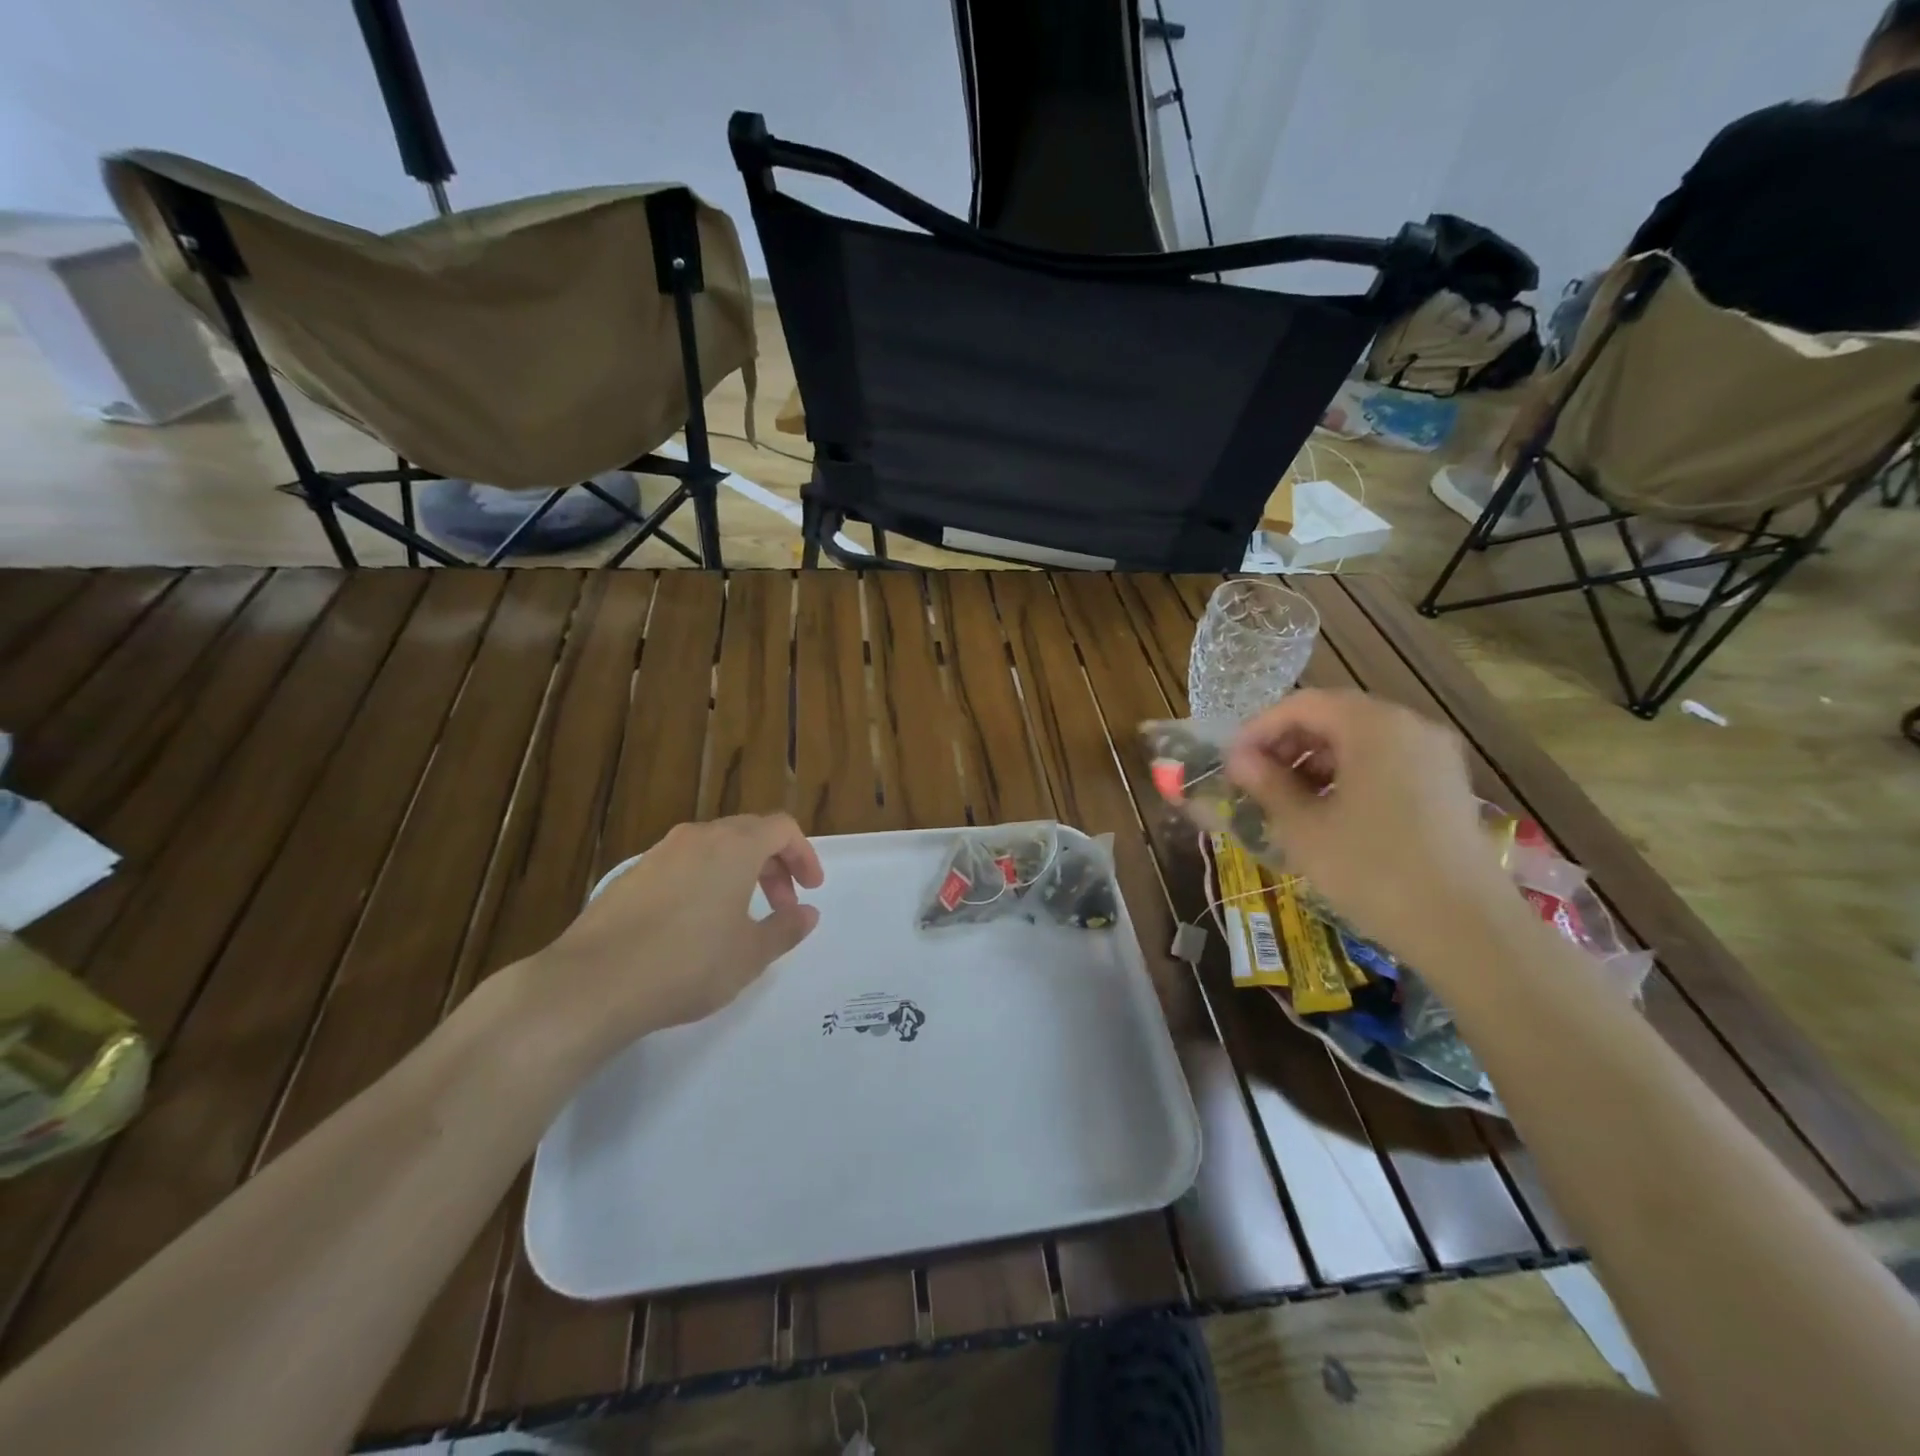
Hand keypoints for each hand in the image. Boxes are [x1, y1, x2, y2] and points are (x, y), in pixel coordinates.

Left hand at [527, 814, 824, 1052]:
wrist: (592, 984)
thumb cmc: (688, 964)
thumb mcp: (750, 955)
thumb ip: (785, 929)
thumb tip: (807, 913)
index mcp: (734, 847)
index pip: (781, 828)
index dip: (803, 855)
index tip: (810, 889)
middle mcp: (697, 838)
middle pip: (748, 834)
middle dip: (773, 866)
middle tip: (782, 906)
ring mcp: (659, 854)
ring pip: (713, 849)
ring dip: (738, 873)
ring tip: (740, 917)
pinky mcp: (630, 877)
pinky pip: (682, 866)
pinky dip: (704, 882)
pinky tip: (695, 926)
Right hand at [1225, 690, 1516, 961]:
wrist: (1466, 928)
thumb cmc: (1372, 869)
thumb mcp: (1304, 827)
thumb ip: (1266, 784)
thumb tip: (1237, 759)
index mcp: (1373, 725)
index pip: (1302, 705)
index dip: (1259, 729)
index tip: (1230, 762)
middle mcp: (1410, 726)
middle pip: (1334, 716)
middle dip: (1287, 743)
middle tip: (1254, 780)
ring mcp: (1435, 754)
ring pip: (1360, 739)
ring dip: (1315, 760)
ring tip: (1286, 799)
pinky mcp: (1447, 784)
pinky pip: (1386, 761)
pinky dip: (1349, 774)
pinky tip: (1328, 811)